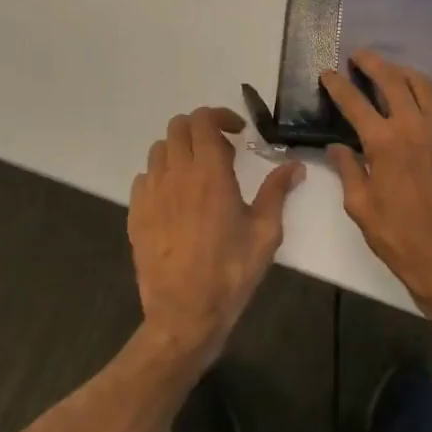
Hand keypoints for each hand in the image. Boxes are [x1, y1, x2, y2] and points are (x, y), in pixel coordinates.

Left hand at [128, 107, 304, 364]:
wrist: (185, 314)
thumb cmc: (231, 271)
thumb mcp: (265, 232)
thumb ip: (277, 192)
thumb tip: (295, 166)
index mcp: (209, 173)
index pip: (203, 120)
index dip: (220, 116)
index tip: (238, 133)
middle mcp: (176, 174)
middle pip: (178, 127)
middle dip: (201, 129)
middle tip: (222, 152)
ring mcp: (151, 194)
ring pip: (159, 150)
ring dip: (180, 151)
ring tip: (199, 174)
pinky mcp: (136, 214)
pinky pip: (144, 178)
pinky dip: (161, 175)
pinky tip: (177, 199)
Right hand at [323, 51, 431, 307]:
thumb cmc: (396, 236)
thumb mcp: (359, 206)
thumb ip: (347, 169)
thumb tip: (337, 147)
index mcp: (382, 143)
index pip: (354, 102)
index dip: (338, 85)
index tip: (328, 73)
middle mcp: (413, 128)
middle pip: (392, 81)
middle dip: (372, 64)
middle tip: (360, 56)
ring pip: (425, 87)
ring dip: (406, 73)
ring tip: (394, 71)